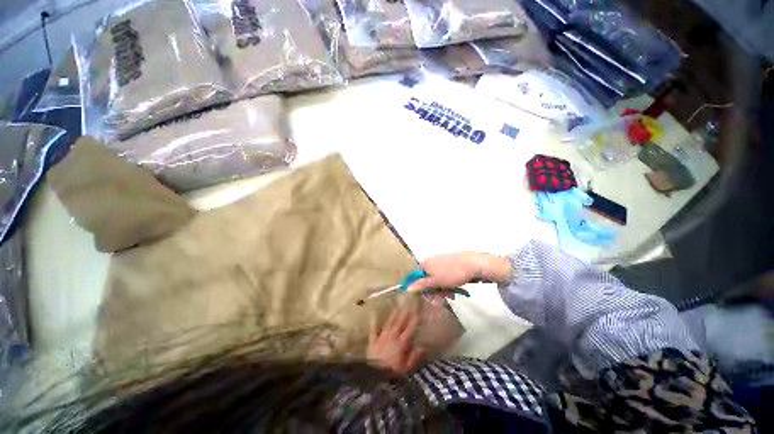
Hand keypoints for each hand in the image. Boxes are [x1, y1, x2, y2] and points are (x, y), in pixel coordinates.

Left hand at [367, 307, 424, 374]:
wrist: (373, 376)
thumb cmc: (392, 373)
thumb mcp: (406, 368)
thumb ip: (415, 356)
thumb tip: (423, 346)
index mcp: (402, 342)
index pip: (411, 327)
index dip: (416, 317)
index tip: (419, 309)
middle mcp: (393, 335)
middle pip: (400, 320)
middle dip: (406, 310)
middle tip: (409, 300)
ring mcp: (382, 336)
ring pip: (390, 321)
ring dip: (394, 312)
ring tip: (398, 303)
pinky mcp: (373, 339)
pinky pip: (373, 328)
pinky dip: (373, 320)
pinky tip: (373, 312)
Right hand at [407, 252, 512, 295]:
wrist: (474, 264)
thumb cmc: (453, 273)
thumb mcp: (436, 281)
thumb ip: (421, 285)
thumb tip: (407, 288)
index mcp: (426, 264)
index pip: (415, 276)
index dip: (419, 288)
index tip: (426, 297)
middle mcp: (431, 262)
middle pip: (426, 279)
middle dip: (433, 291)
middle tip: (440, 300)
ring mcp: (441, 263)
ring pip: (436, 280)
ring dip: (441, 290)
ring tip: (450, 295)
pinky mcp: (450, 265)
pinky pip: (444, 277)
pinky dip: (447, 285)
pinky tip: (454, 291)